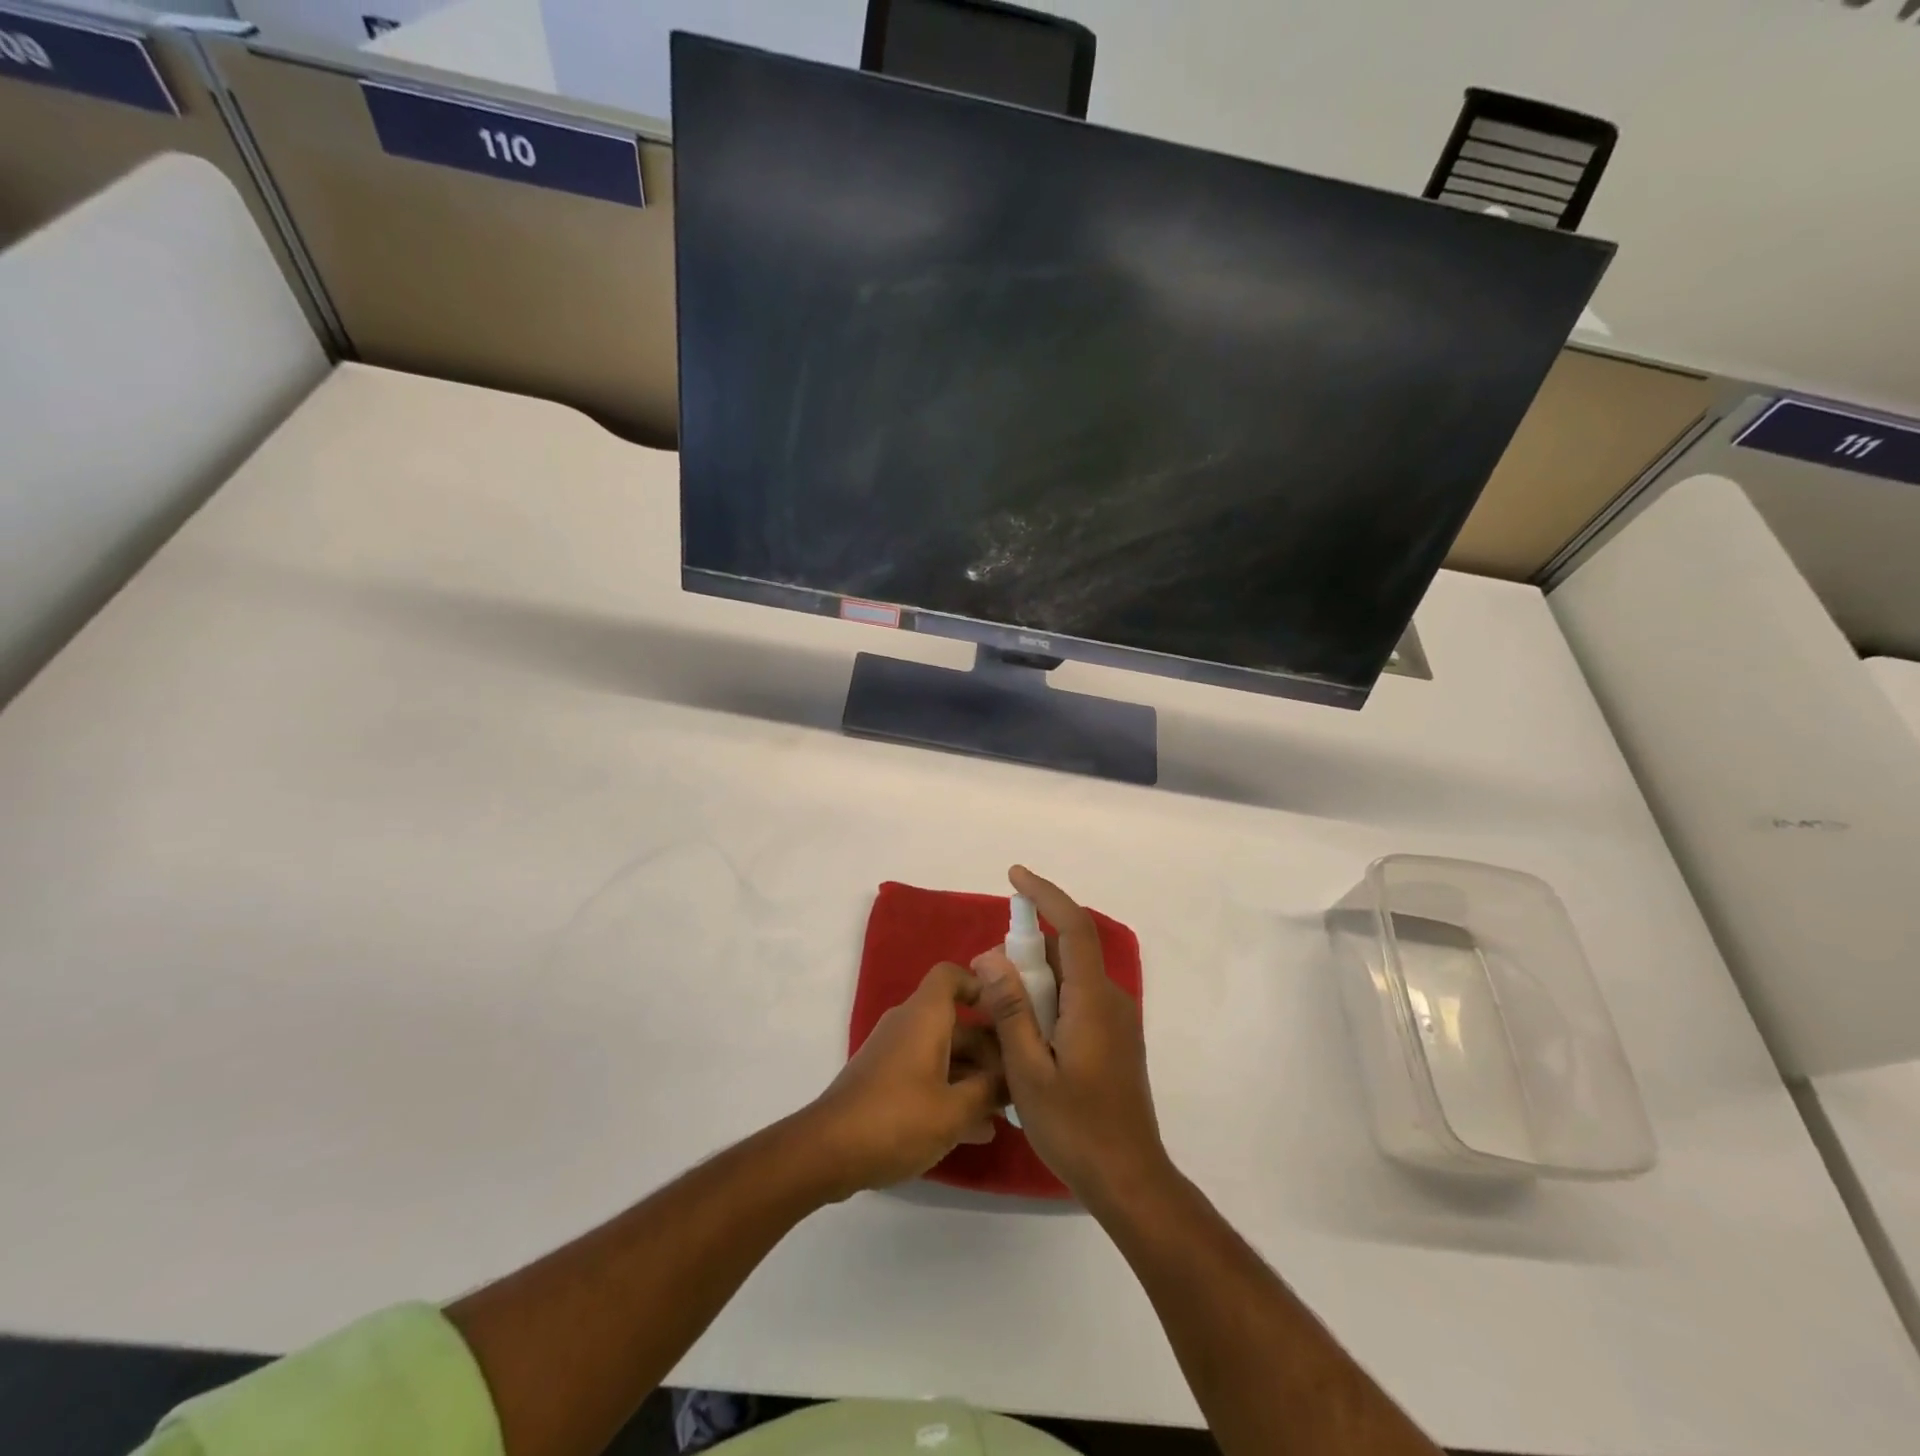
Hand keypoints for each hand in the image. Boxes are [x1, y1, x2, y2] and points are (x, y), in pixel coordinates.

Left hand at [804, 962, 1004, 1197]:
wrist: (827, 1152)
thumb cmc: (896, 1119)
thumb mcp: (954, 1110)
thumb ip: (990, 1090)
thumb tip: (1016, 1077)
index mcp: (924, 1016)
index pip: (952, 976)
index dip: (981, 986)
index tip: (1009, 1014)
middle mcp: (909, 1026)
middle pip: (956, 1022)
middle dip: (990, 1049)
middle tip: (1021, 1079)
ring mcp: (895, 1054)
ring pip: (944, 1053)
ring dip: (974, 1077)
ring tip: (1006, 1110)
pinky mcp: (885, 1082)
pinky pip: (928, 1075)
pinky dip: (951, 1093)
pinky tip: (977, 1131)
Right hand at [974, 866, 1168, 1206]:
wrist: (1130, 1180)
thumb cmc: (1075, 1128)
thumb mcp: (1028, 1071)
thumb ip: (1011, 1010)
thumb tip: (991, 956)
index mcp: (1092, 1000)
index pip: (1073, 927)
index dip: (1045, 894)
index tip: (1015, 876)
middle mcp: (1110, 1000)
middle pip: (1068, 951)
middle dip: (1026, 948)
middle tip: (987, 973)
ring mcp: (1117, 1020)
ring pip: (1070, 978)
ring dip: (1035, 979)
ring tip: (999, 1008)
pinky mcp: (1115, 1039)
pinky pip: (1077, 999)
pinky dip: (1048, 999)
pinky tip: (1025, 1033)